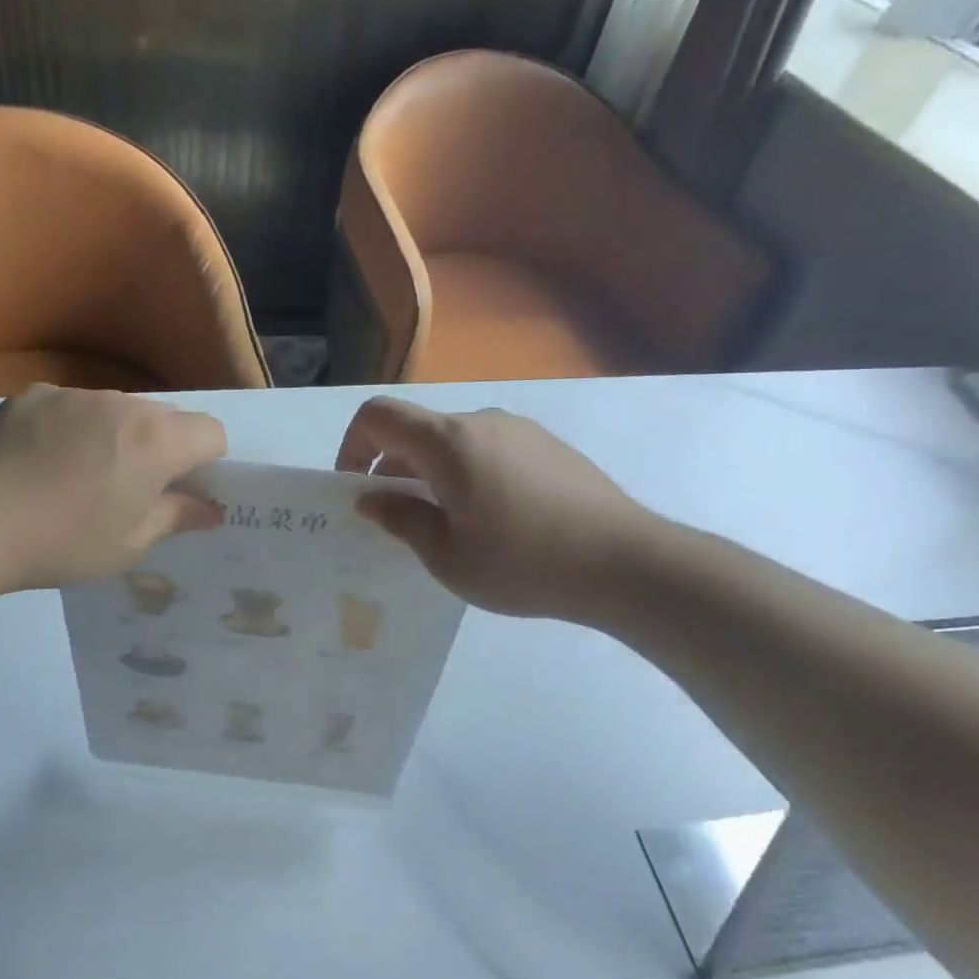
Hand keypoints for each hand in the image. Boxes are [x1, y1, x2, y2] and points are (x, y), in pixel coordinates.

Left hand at [0, 385, 227, 590]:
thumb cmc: (63, 543)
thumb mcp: (129, 545)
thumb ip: (177, 517)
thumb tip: (210, 509)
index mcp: (156, 442)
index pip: (211, 431)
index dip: (207, 461)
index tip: (182, 490)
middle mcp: (122, 405)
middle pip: (165, 417)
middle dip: (164, 447)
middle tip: (131, 488)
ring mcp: (74, 394)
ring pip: (118, 409)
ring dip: (118, 434)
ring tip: (79, 475)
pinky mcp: (33, 395)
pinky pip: (73, 406)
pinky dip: (73, 427)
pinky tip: (42, 462)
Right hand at [335, 397, 666, 622]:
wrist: (626, 563)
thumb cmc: (523, 562)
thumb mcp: (447, 555)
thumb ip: (401, 519)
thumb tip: (371, 497)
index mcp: (449, 442)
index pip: (378, 416)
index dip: (352, 445)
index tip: (356, 488)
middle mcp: (482, 421)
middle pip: (417, 430)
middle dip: (392, 467)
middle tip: (398, 519)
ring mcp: (520, 430)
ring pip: (455, 442)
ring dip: (432, 473)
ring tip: (449, 526)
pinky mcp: (549, 447)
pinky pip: (489, 450)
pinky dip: (469, 474)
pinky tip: (494, 521)